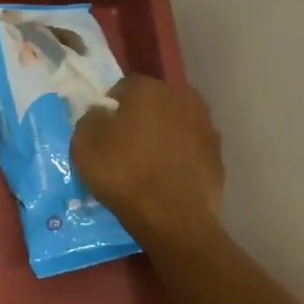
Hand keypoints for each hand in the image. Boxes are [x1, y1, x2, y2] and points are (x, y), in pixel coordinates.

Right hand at [70, 75, 224, 246]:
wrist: (172, 216)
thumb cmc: (123, 173)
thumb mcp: (84, 144)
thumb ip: (90, 119)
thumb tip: (101, 114)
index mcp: (148, 89)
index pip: (123, 87)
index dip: (110, 107)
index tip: (102, 129)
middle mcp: (182, 97)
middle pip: (153, 103)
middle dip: (139, 118)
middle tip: (123, 144)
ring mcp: (206, 125)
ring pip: (175, 124)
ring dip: (161, 136)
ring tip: (146, 163)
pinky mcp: (218, 154)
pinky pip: (189, 148)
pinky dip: (178, 157)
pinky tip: (165, 177)